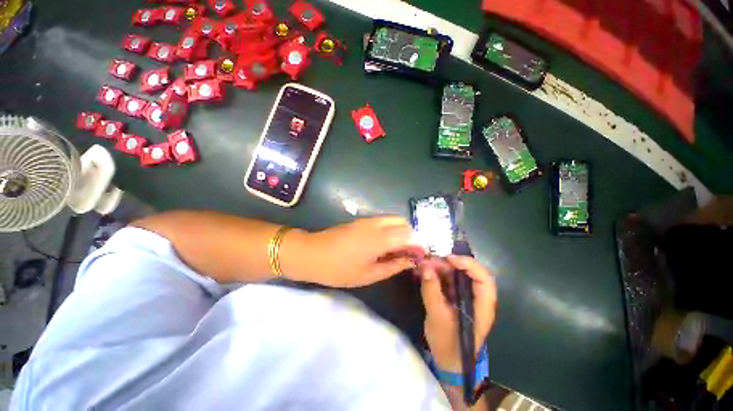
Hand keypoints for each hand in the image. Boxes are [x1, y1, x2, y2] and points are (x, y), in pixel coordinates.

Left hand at [283, 217, 424, 287]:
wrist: (311, 253)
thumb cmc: (338, 269)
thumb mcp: (367, 275)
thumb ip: (392, 266)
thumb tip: (409, 262)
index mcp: (379, 239)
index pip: (408, 234)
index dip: (417, 244)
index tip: (419, 256)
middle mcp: (376, 224)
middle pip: (403, 222)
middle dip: (410, 236)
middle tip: (407, 253)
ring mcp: (367, 220)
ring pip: (393, 219)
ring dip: (400, 232)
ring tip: (396, 250)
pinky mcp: (361, 220)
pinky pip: (383, 221)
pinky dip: (390, 230)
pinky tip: (384, 244)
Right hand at [420, 256, 496, 372]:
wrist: (447, 360)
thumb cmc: (448, 344)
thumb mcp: (437, 317)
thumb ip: (431, 292)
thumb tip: (425, 268)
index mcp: (481, 306)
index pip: (484, 279)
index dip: (470, 265)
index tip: (450, 259)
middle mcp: (475, 297)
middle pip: (467, 273)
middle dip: (447, 264)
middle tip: (428, 260)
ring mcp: (464, 296)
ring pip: (455, 274)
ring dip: (438, 267)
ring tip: (422, 265)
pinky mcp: (453, 297)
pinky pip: (445, 280)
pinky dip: (434, 274)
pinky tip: (422, 272)